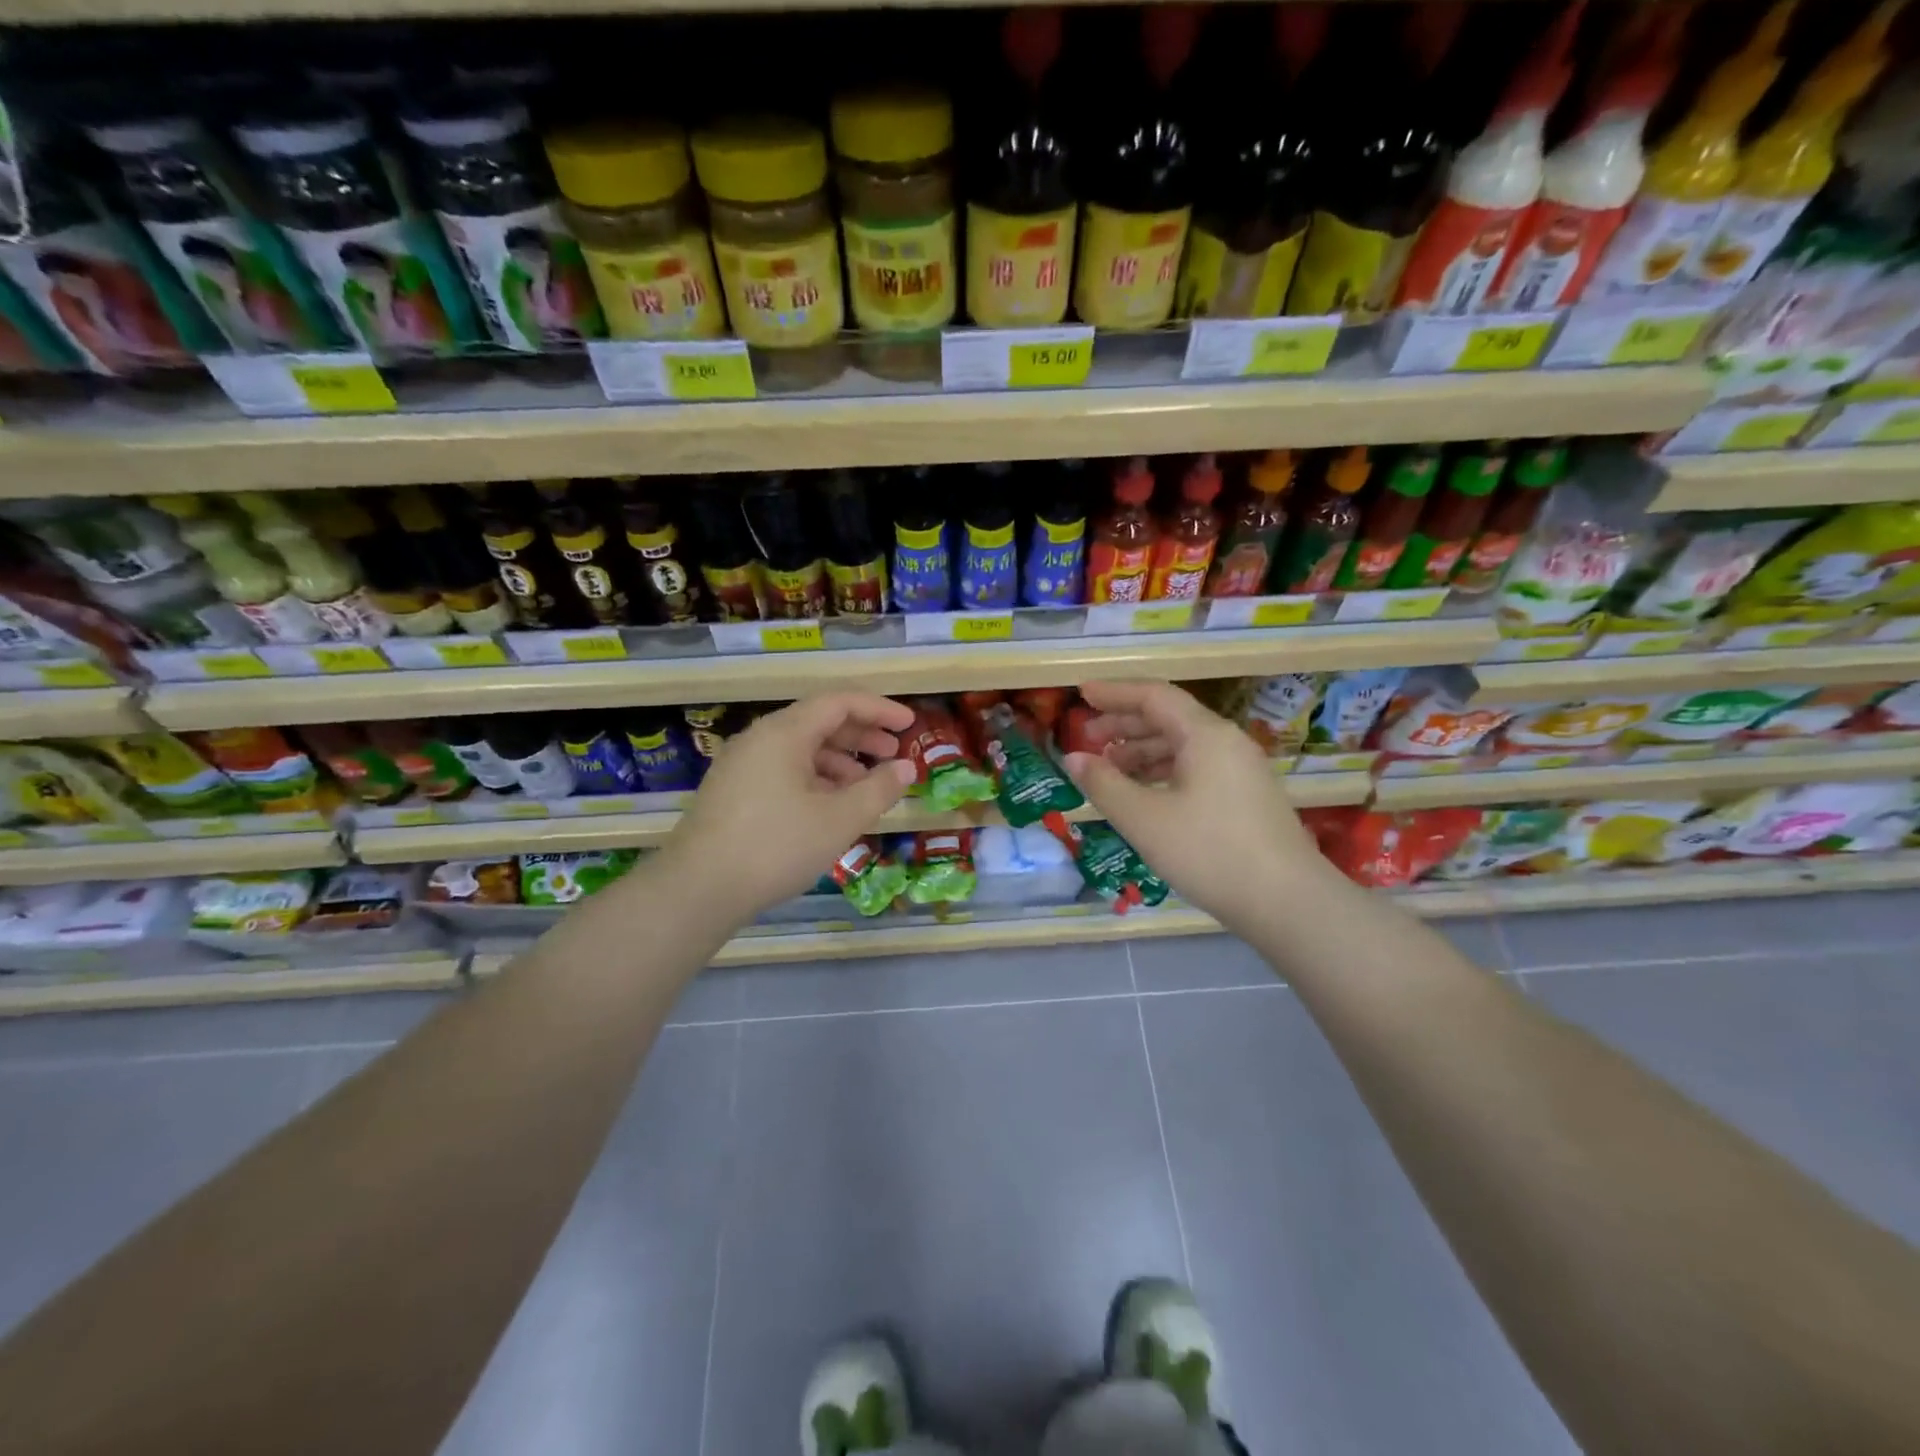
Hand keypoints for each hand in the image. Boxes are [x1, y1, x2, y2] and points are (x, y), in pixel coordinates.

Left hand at [661, 693, 916, 920]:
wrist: (697, 890)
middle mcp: (760, 739)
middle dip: (861, 736)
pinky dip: (814, 780)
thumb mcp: (839, 819)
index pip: (840, 702)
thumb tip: (906, 768)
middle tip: (893, 755)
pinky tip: (828, 809)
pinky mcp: (733, 792)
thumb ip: (879, 789)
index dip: (879, 709)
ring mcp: (742, 765)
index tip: (909, 725)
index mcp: (785, 732)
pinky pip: (783, 771)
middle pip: (819, 722)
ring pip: (801, 750)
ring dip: (839, 762)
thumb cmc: (776, 846)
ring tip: (865, 790)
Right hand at [1063, 681, 1334, 927]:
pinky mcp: (1245, 797)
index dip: (1114, 693)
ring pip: (1182, 746)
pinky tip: (1144, 794)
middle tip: (1087, 738)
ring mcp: (1240, 770)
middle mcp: (1226, 742)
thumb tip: (1072, 758)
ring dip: (1141, 751)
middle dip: (1124, 724)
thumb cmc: (1209, 852)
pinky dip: (1163, 772)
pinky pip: (1196, 768)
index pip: (1153, 696)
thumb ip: (1104, 784)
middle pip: (1168, 718)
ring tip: (1108, 769)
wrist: (1288, 903)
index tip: (1081, 694)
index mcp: (1205, 735)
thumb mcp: (1144, 819)